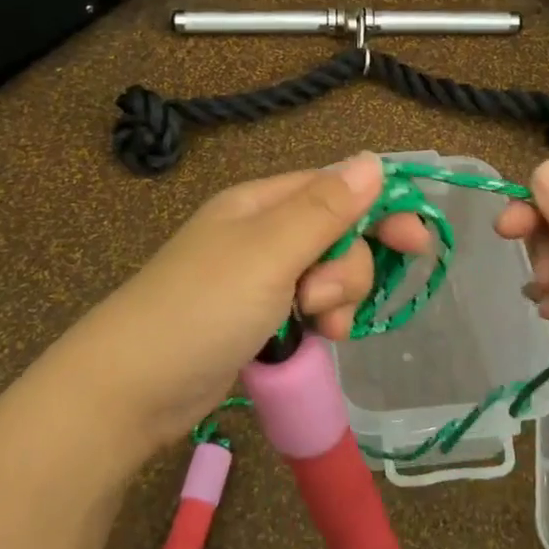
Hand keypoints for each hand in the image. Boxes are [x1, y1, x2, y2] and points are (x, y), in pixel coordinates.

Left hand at [63, 152, 430, 459]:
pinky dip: (319, 322)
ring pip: (329, 275)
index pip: (336, 188)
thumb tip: (372, 159)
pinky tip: (313, 340)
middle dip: (348, 269)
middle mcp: (263, 233)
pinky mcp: (259, 319)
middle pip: (338, 234)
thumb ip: (325, 208)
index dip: (380, 209)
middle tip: (323, 300)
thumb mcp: (269, 252)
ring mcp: (260, 278)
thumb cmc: (202, 308)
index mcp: (262, 203)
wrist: (131, 389)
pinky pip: (310, 307)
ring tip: (315, 327)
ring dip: (336, 299)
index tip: (416, 243)